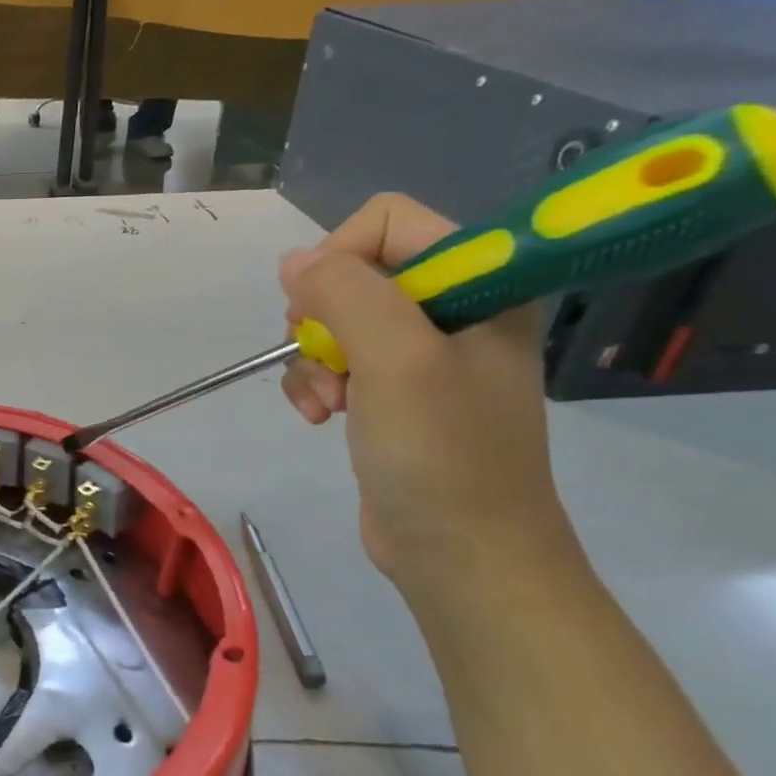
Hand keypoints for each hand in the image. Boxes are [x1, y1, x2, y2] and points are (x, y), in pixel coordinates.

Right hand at [278, 194, 574, 590]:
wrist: (461, 553)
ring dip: (313, 361)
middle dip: (321, 319)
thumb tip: (294, 262)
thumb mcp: (395, 358)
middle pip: (353, 274)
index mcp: (482, 285)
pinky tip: (319, 417)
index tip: (326, 309)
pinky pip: (333, 363)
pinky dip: (314, 386)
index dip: (342, 256)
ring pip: (333, 323)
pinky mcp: (391, 394)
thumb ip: (345, 293)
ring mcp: (420, 356)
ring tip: (326, 403)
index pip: (390, 223)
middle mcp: (453, 312)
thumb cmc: (442, 451)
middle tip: (328, 362)